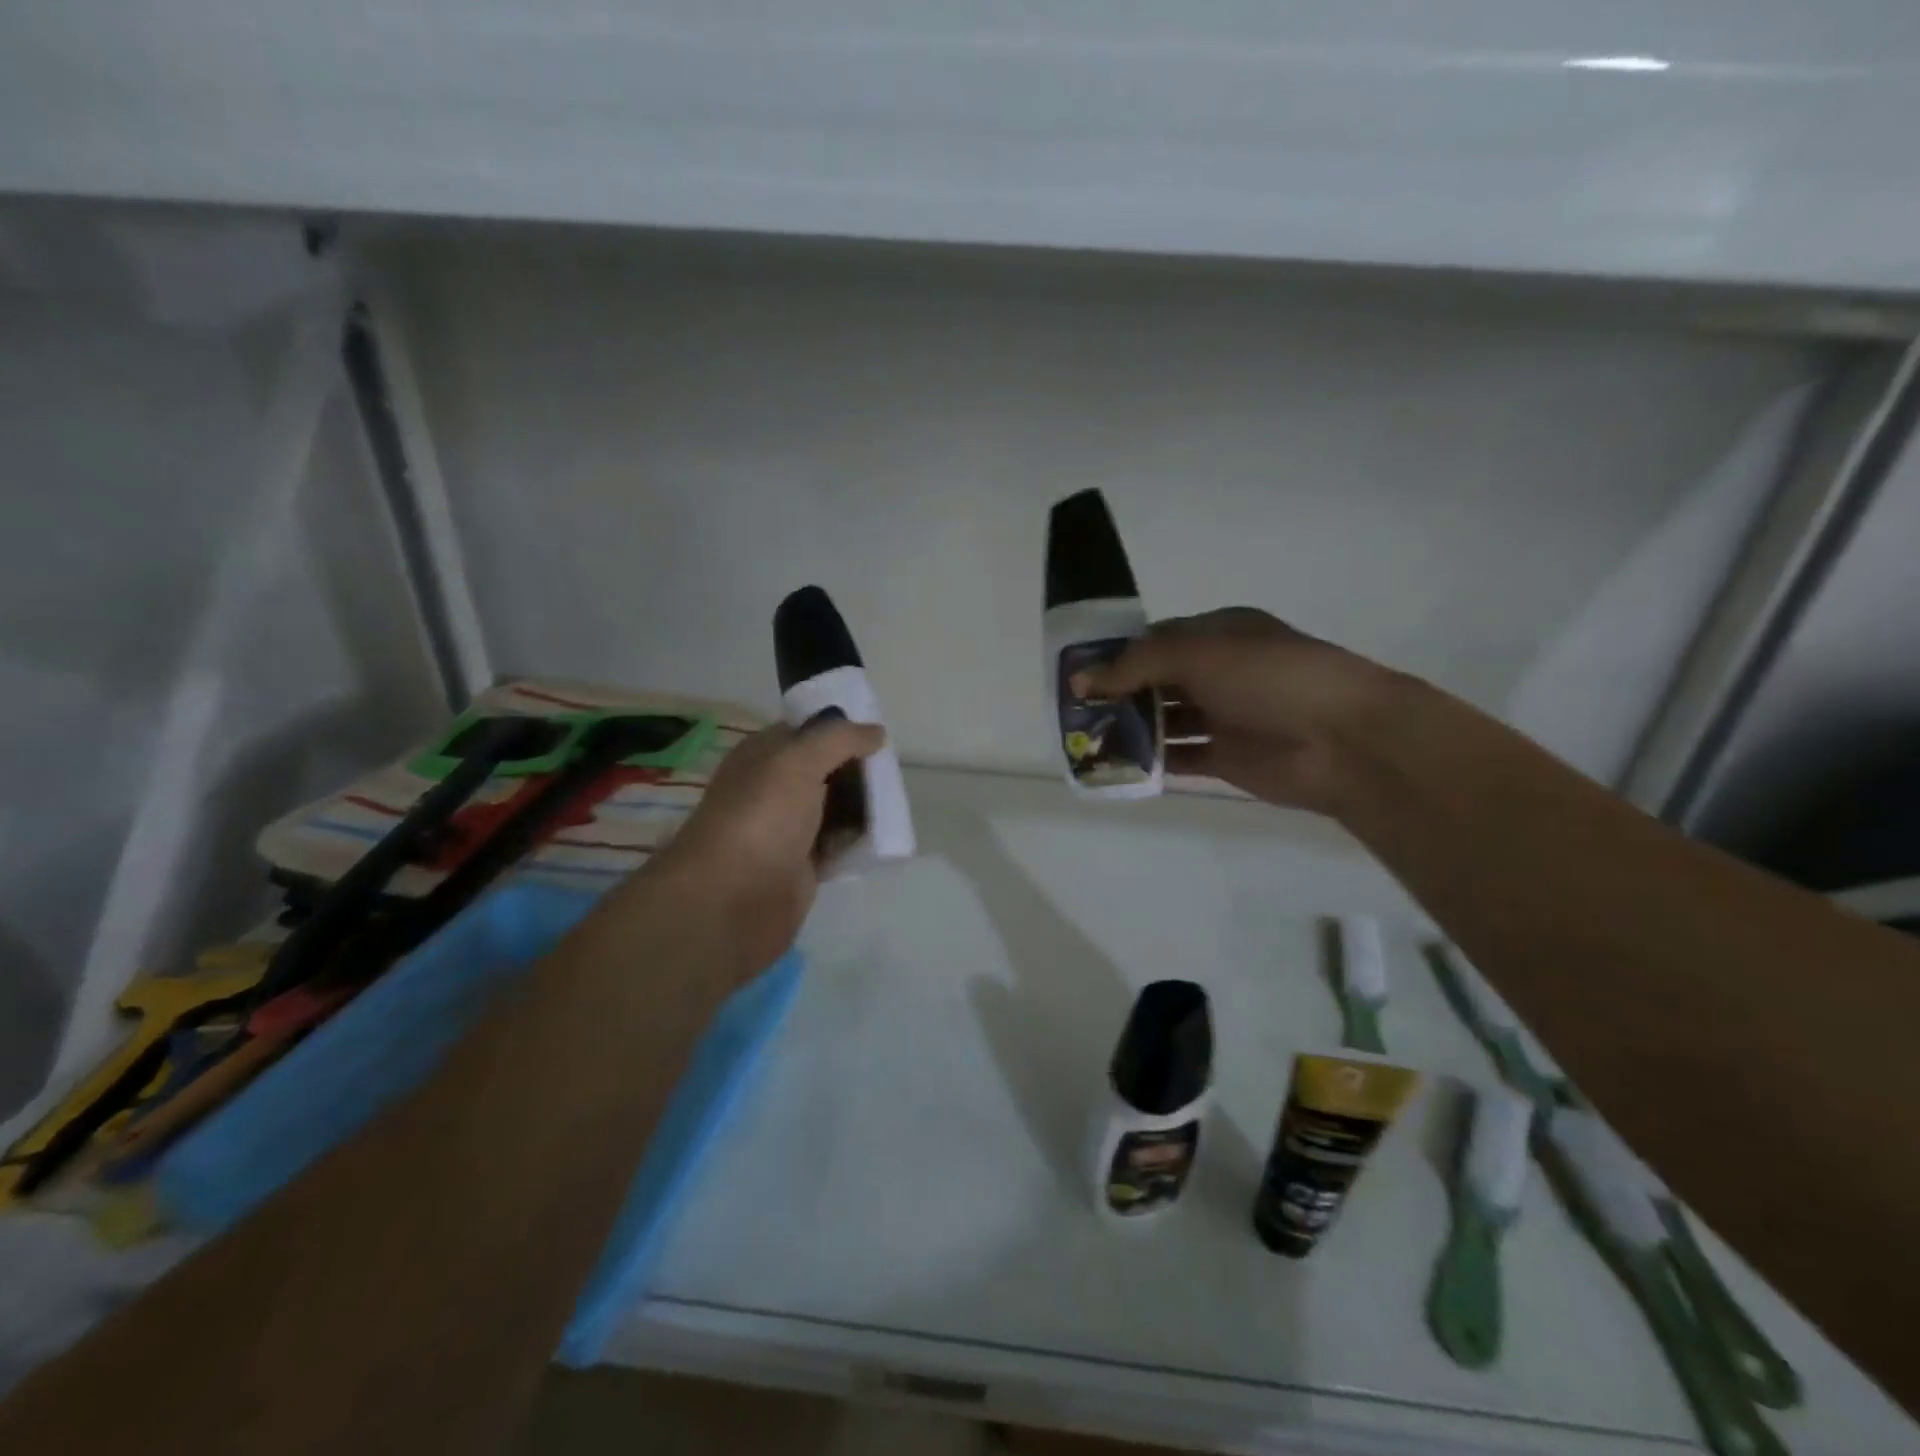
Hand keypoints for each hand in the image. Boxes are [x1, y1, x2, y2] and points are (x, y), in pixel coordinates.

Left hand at [647, 718, 885, 969]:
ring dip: (863, 806)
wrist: (731, 901)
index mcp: (763, 756)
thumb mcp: (797, 762)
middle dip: (858, 771)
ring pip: (835, 808)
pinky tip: (884, 838)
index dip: (840, 730)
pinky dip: (858, 842)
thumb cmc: (760, 818)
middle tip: (893, 773)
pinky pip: (838, 845)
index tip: (878, 736)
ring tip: (897, 804)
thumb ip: (838, 740)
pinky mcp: (802, 866)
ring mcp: (787, 829)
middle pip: (826, 770)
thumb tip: (875, 732)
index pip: (806, 731)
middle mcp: (773, 788)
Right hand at [1074, 607, 1408, 813]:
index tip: (1077, 672)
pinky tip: (1116, 765)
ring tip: (1085, 739)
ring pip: (1165, 720)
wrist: (1343, 740)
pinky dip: (1150, 760)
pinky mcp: (1226, 758)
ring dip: (1129, 727)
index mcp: (1218, 634)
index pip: (1156, 639)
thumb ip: (1137, 664)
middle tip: (1073, 710)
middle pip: (1156, 681)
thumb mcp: (1199, 653)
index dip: (1117, 654)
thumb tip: (1082, 679)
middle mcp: (1219, 672)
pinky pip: (1179, 756)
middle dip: (1118, 693)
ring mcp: (1223, 716)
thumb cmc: (1270, 678)